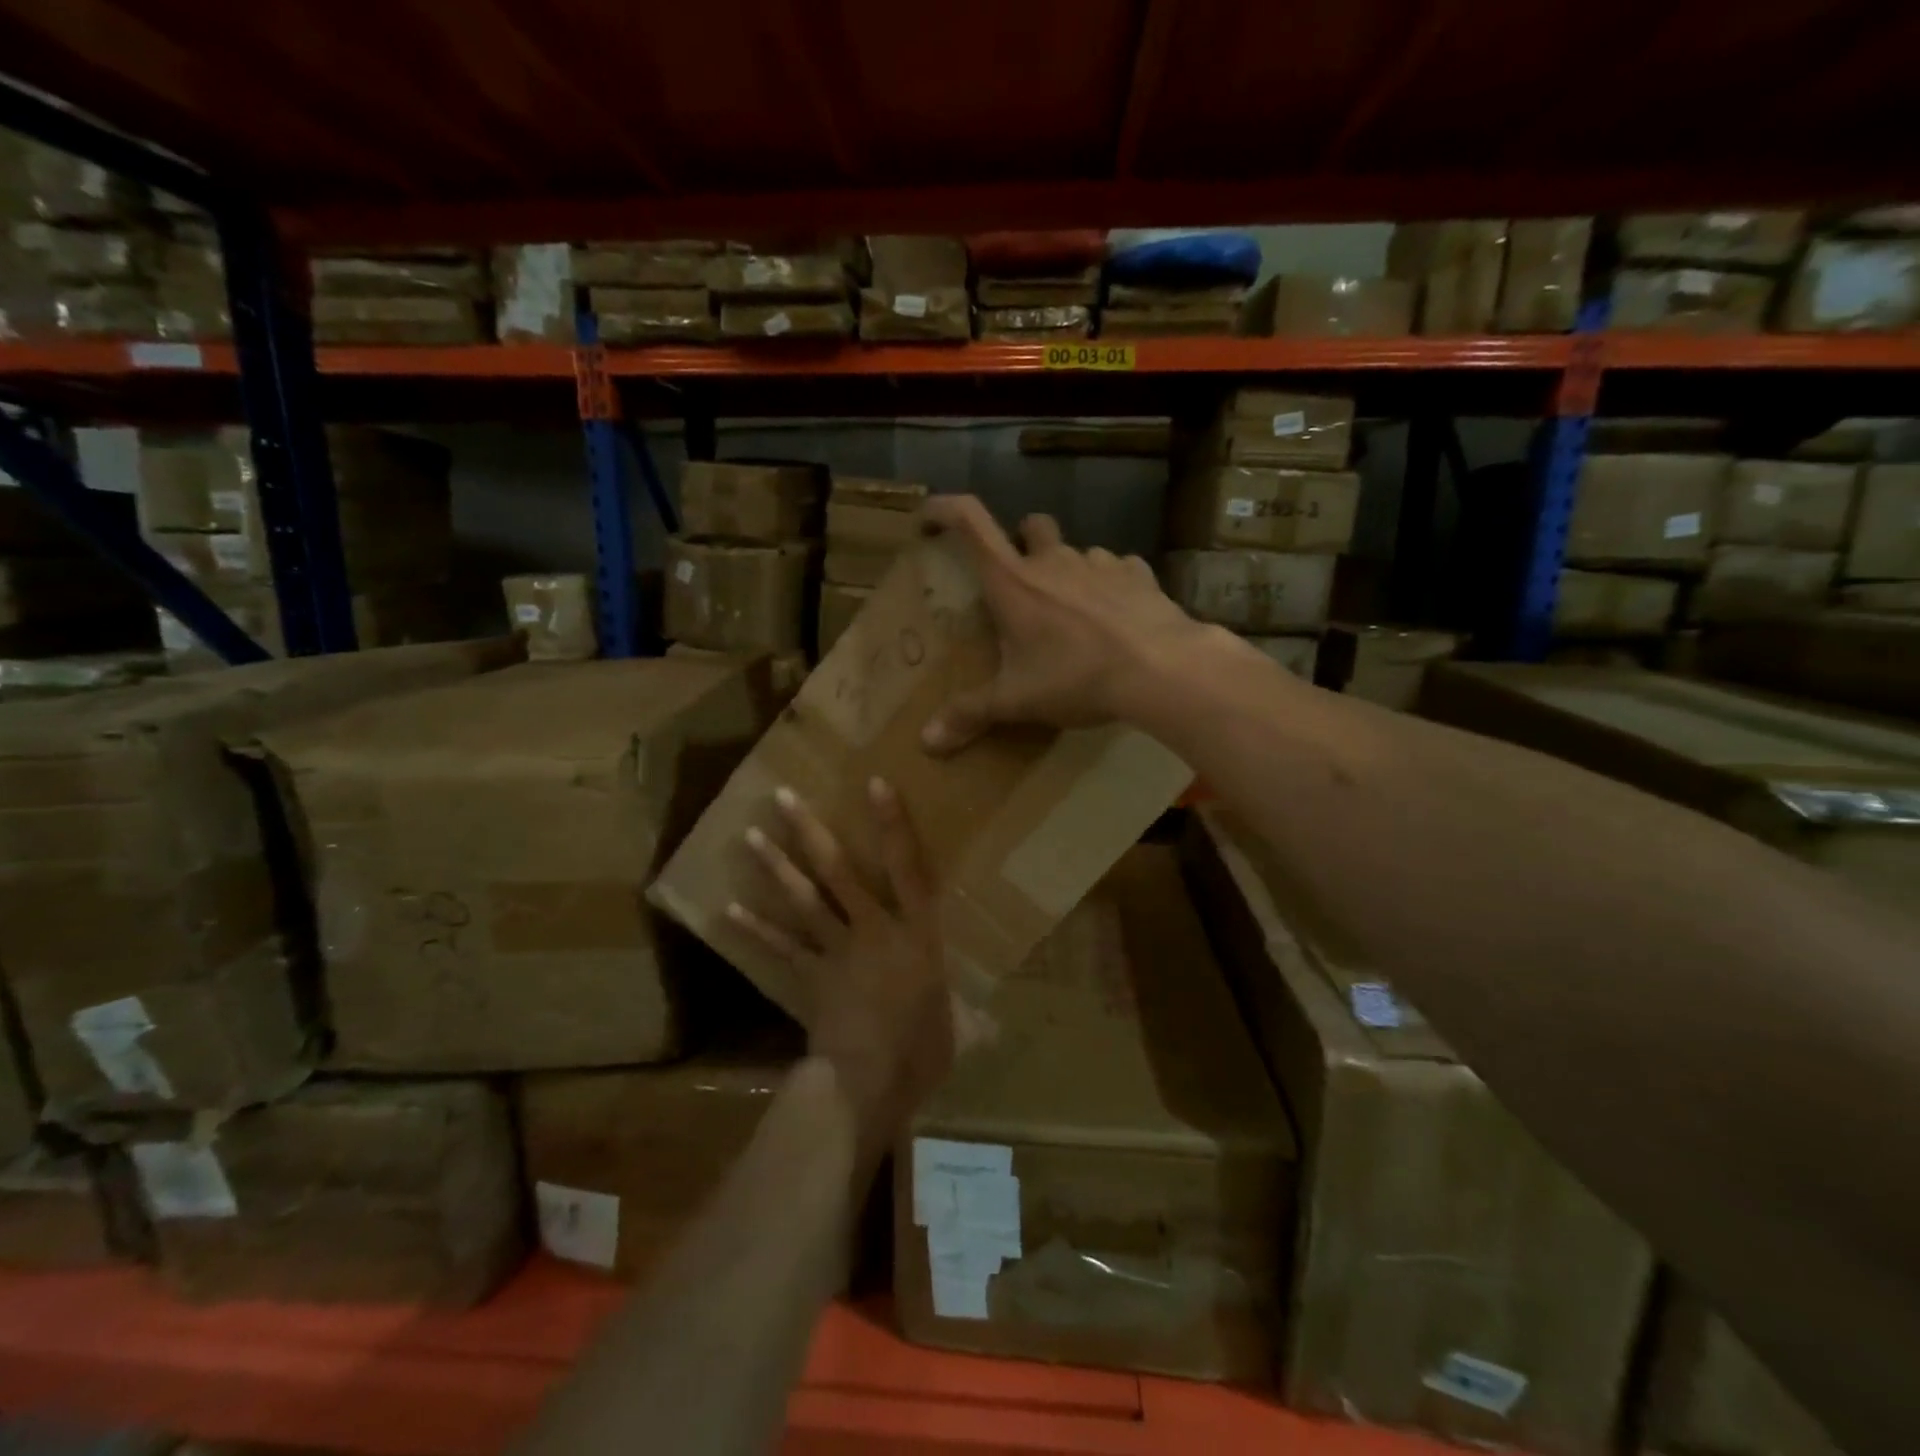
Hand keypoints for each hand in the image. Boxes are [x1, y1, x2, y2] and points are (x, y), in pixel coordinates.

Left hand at [727, 778, 956, 1172]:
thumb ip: (966, 1017)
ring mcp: (836, 950)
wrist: (868, 1084)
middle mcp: (874, 929)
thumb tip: (992, 1028)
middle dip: (810, 832)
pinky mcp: (809, 976)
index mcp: (917, 933)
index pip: (908, 867)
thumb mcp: (954, 1027)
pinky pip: (781, 947)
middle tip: (783, 797)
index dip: (892, 825)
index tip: (874, 783)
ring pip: (803, 899)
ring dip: (776, 866)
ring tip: (750, 836)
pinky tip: (728, 910)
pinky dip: (755, 929)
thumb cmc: (922, 1053)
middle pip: (839, 871)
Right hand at [920, 495, 1220, 753]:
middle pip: (1030, 524)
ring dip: (1068, 570)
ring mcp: (1100, 562)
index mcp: (1014, 581)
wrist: (1160, 669)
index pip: (970, 522)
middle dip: (1022, 540)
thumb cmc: (1076, 677)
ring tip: (1073, 612)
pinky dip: (1110, 585)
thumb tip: (927, 742)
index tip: (929, 517)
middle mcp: (1053, 560)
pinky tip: (1115, 616)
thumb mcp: (1016, 701)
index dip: (946, 510)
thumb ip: (970, 715)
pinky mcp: (1138, 574)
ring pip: (1076, 550)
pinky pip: (1117, 569)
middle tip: (1022, 578)